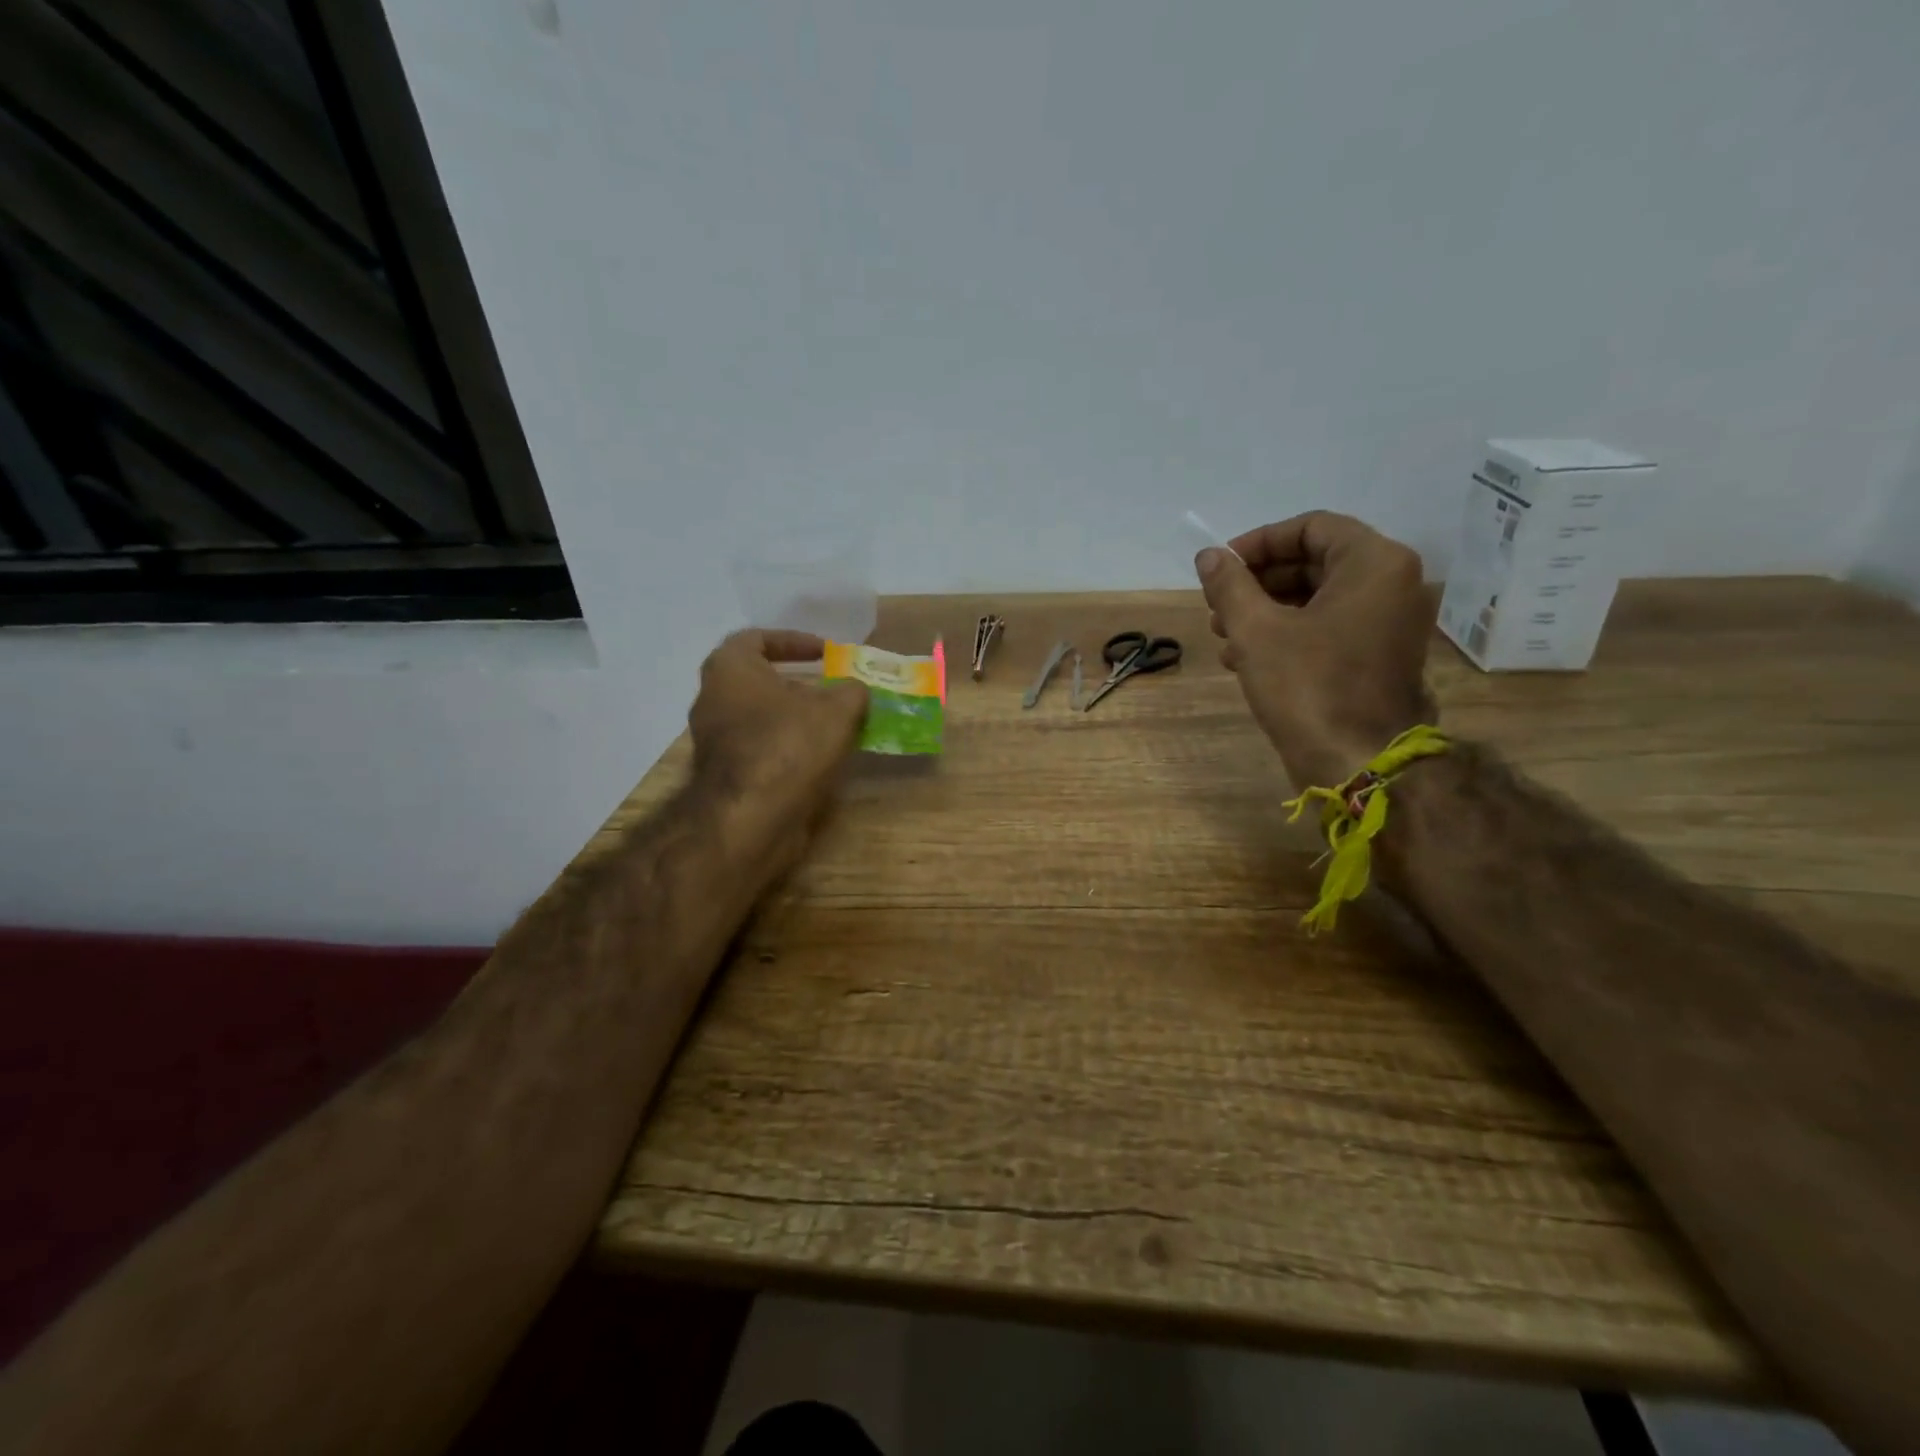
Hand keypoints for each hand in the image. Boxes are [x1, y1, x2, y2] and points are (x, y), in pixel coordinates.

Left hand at [689, 630, 867, 865]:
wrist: (751, 817)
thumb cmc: (789, 744)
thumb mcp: (837, 709)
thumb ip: (851, 690)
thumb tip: (855, 689)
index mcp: (729, 669)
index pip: (756, 638)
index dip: (794, 641)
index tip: (825, 653)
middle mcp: (712, 699)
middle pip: (758, 681)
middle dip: (797, 684)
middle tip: (831, 690)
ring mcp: (714, 740)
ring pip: (760, 717)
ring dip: (794, 718)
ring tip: (833, 725)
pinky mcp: (724, 775)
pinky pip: (760, 749)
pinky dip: (787, 747)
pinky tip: (819, 757)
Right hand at [1196, 511, 1434, 789]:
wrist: (1358, 763)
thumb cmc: (1308, 687)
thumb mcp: (1256, 630)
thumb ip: (1230, 585)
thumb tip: (1209, 556)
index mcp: (1374, 564)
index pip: (1310, 527)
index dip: (1258, 543)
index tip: (1220, 567)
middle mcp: (1392, 585)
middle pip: (1314, 562)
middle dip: (1258, 583)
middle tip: (1216, 605)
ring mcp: (1388, 624)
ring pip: (1317, 599)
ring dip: (1265, 611)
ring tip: (1223, 637)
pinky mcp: (1377, 657)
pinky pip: (1328, 628)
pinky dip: (1287, 635)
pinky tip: (1243, 659)